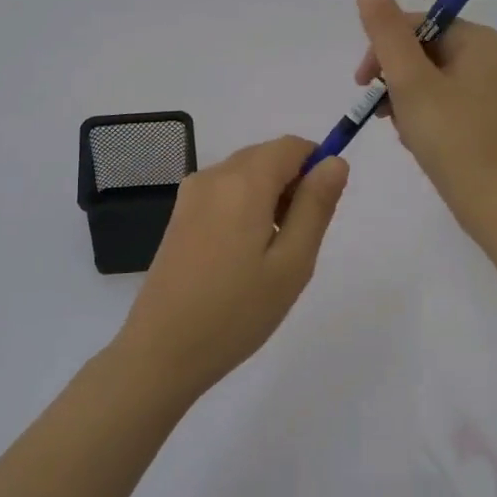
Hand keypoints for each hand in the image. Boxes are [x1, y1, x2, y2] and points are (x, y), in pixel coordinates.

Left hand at [113, 136, 349, 399]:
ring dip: (269, 197)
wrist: (162, 351)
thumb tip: (335, 162)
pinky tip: (242, 256)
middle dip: (292, 184)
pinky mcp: (180, 214)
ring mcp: (191, 194)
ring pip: (246, 174)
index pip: (292, 146)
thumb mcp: (292, 263)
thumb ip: (316, 205)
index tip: (320, 211)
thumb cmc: (236, 311)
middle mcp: (214, 176)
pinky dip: (245, 207)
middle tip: (297, 241)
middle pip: (267, 157)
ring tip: (270, 255)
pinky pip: (224, 192)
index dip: (316, 166)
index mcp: (243, 182)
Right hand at [354, 0, 496, 239]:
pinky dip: (421, 115)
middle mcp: (489, 58)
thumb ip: (386, 32)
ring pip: (428, 78)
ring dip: (403, 99)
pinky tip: (414, 140)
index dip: (383, 47)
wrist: (496, 204)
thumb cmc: (452, 138)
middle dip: (394, 78)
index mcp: (478, 40)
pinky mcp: (485, 118)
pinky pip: (442, 101)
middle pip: (422, 50)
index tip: (362, 82)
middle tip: (382, 111)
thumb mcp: (410, 81)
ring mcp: (490, 90)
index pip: (417, 23)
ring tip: (400, 129)